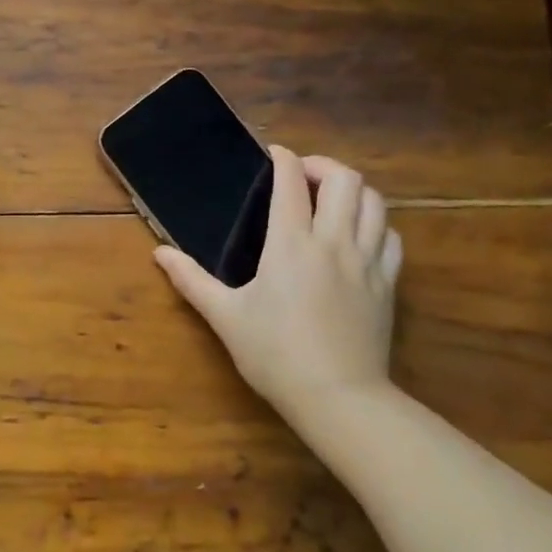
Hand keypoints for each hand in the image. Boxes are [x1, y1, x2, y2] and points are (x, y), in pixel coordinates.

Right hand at [154, 146, 401, 423]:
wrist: (337, 397)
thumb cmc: (274, 354)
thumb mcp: (225, 317)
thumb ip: (191, 280)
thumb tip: (159, 253)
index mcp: (290, 243)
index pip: (292, 181)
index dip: (283, 158)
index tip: (273, 154)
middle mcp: (333, 241)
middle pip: (345, 179)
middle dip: (323, 166)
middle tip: (303, 176)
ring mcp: (367, 261)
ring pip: (375, 202)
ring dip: (354, 190)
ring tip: (333, 200)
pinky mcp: (387, 283)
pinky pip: (391, 237)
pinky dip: (377, 224)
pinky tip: (361, 235)